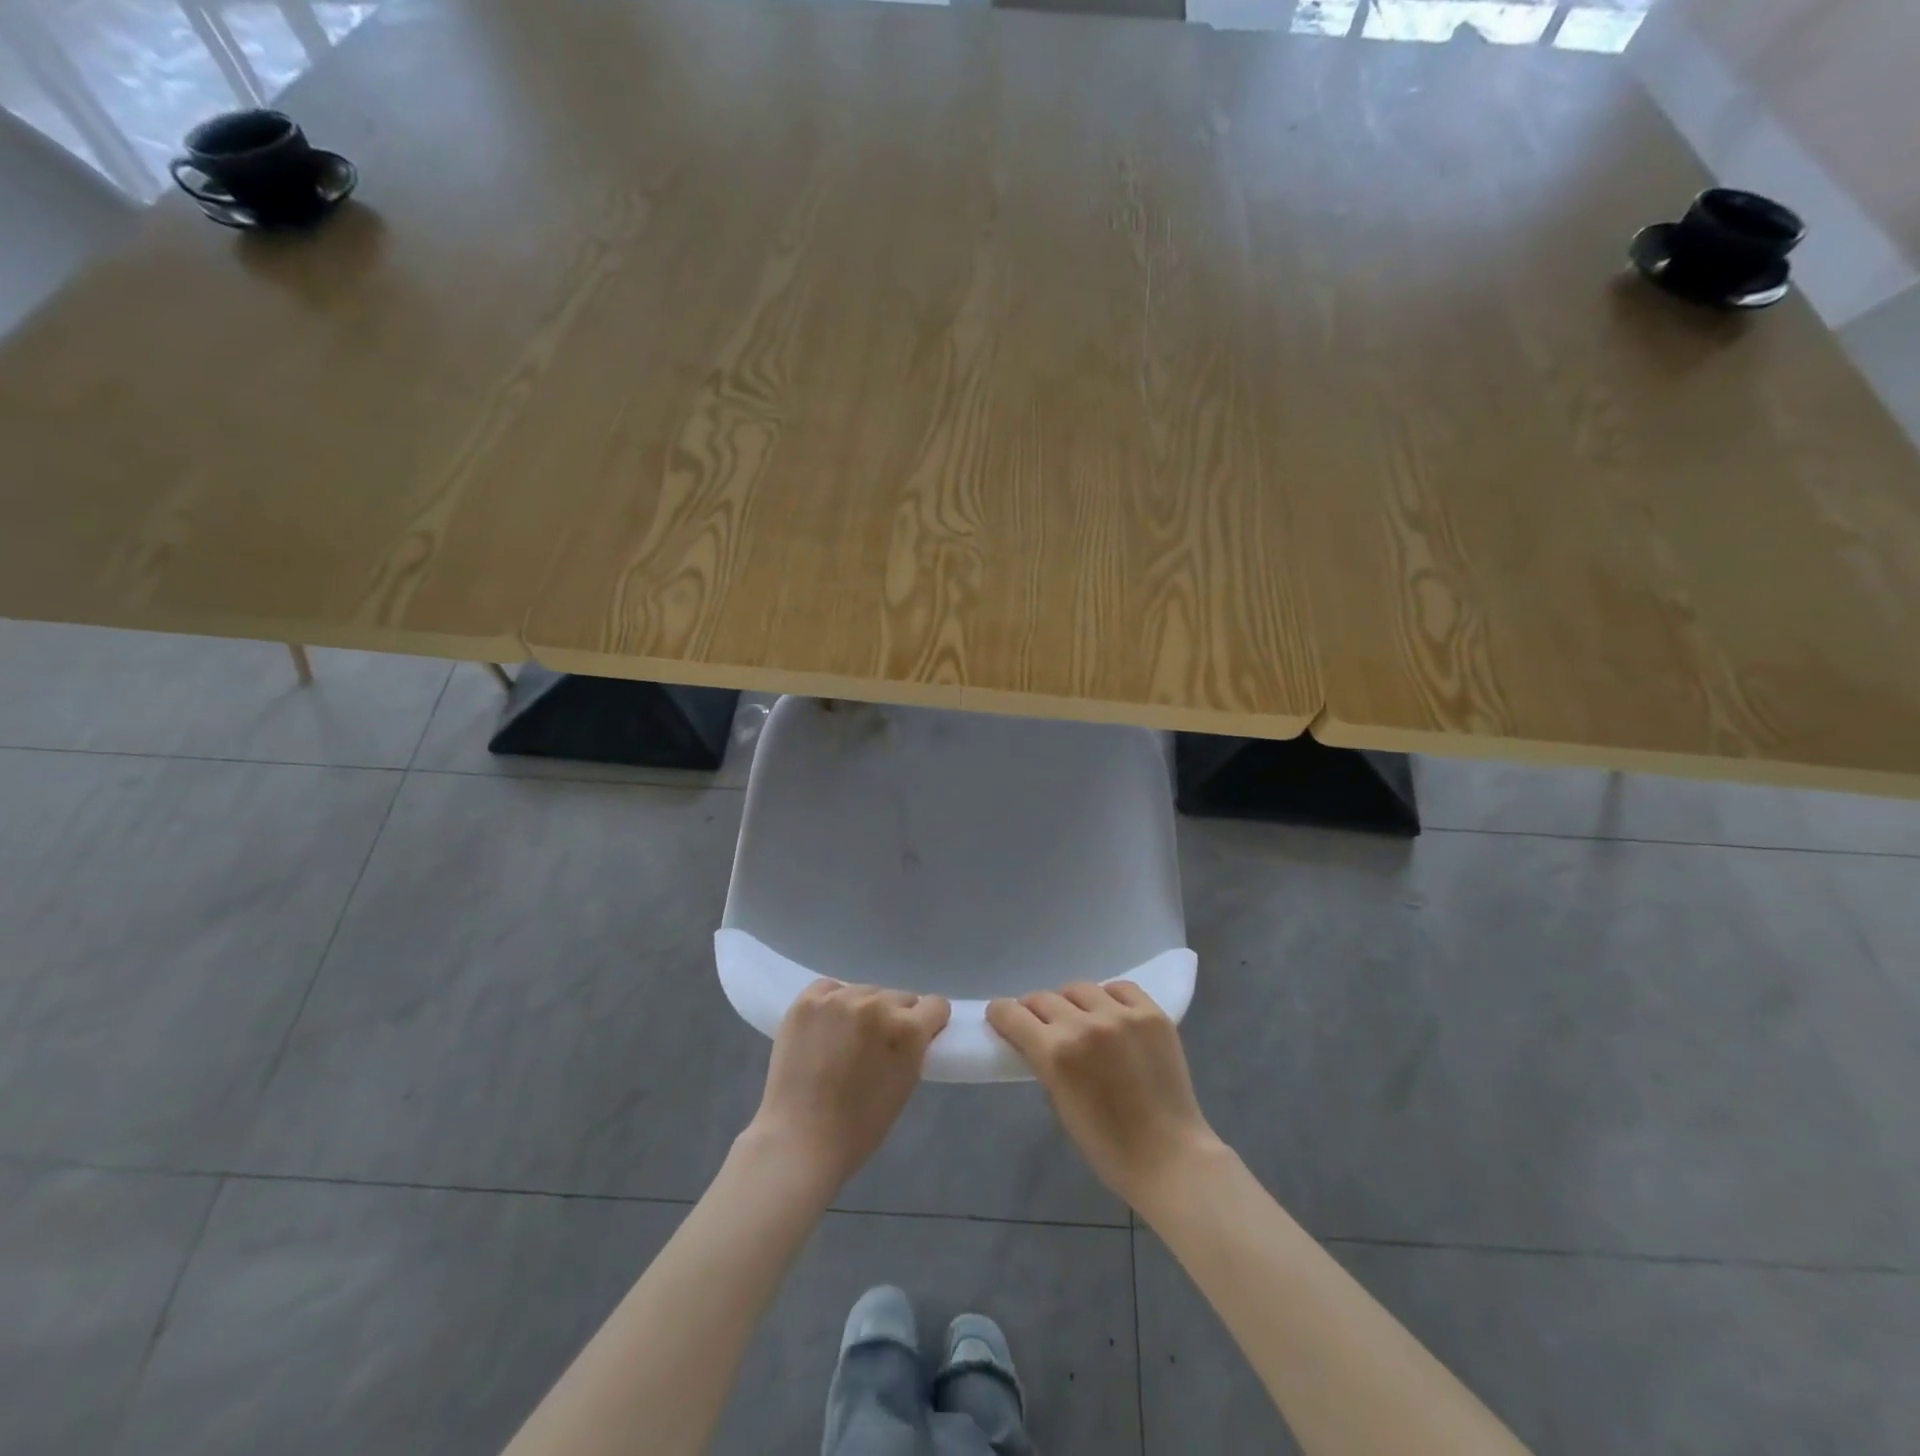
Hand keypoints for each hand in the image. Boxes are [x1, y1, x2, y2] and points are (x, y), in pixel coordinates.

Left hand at [746, 979, 950, 1191]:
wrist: (800, 1139)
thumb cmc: (860, 1126)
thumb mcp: (905, 1083)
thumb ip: (913, 1047)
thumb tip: (912, 1029)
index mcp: (907, 1030)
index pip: (935, 1004)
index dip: (929, 1022)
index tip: (919, 1036)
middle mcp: (877, 1005)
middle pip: (899, 996)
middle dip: (894, 1017)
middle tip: (877, 1045)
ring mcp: (839, 999)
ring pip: (865, 991)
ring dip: (862, 1010)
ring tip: (845, 1038)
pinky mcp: (808, 1000)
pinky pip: (830, 988)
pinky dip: (831, 1003)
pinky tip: (824, 1027)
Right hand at [988, 982, 1223, 1208]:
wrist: (1169, 1157)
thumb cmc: (1107, 1146)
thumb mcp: (1059, 1104)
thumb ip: (1045, 1063)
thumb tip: (1036, 1039)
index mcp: (1056, 1052)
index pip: (1013, 1014)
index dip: (1001, 1013)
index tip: (1000, 1016)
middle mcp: (1085, 1024)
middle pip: (1044, 998)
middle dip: (1034, 1010)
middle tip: (1039, 1023)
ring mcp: (1122, 1015)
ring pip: (1080, 988)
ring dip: (1071, 1002)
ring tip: (1079, 1017)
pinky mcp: (1152, 1013)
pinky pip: (1120, 988)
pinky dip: (1109, 997)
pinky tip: (1111, 1013)